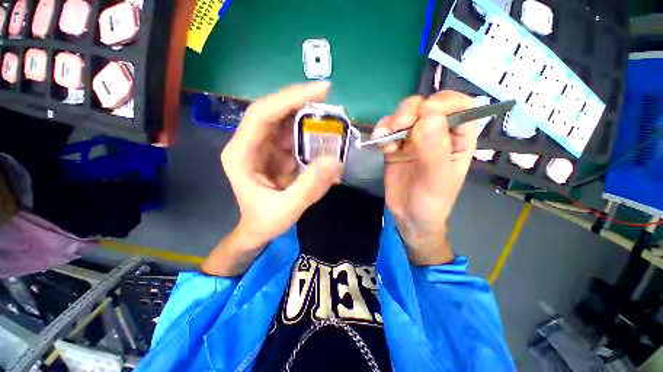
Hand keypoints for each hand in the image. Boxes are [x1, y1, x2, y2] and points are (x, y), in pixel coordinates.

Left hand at [202, 82, 342, 275]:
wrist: (258, 229)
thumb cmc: (265, 221)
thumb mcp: (287, 209)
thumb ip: (310, 186)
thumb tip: (335, 160)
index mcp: (241, 154)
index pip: (261, 115)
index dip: (289, 98)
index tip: (319, 91)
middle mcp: (250, 144)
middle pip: (274, 113)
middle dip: (301, 102)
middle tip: (328, 98)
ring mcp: (264, 147)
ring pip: (285, 122)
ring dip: (308, 118)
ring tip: (331, 119)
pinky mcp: (276, 153)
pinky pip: (294, 137)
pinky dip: (310, 135)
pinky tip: (325, 138)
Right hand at [371, 91, 476, 265]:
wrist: (408, 216)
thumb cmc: (431, 201)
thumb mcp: (438, 179)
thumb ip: (435, 150)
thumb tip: (427, 118)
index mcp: (458, 138)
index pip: (459, 105)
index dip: (444, 103)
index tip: (425, 115)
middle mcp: (436, 133)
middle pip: (425, 105)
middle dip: (411, 111)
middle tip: (400, 126)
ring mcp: (413, 138)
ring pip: (404, 114)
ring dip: (392, 121)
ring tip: (386, 139)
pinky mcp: (395, 146)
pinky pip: (387, 129)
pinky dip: (381, 132)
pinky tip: (382, 146)